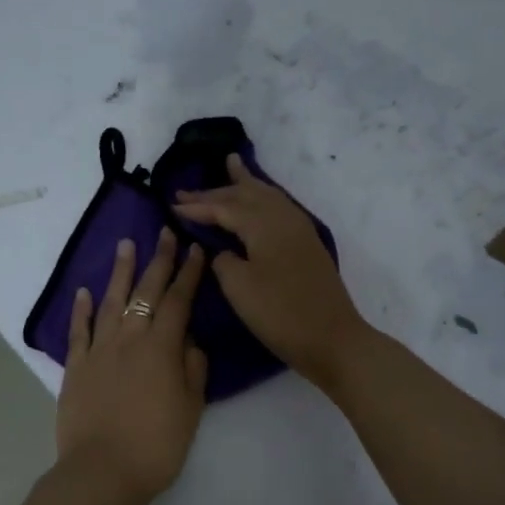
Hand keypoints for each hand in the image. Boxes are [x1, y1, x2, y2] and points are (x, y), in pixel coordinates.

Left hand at [56, 227, 208, 504]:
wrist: (101, 472)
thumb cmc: (156, 446)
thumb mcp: (191, 409)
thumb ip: (193, 369)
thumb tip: (189, 342)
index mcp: (161, 348)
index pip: (178, 301)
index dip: (189, 274)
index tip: (196, 249)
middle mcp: (129, 339)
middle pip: (145, 292)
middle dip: (158, 260)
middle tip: (165, 232)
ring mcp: (98, 351)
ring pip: (110, 301)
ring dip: (120, 272)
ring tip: (126, 245)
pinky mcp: (75, 367)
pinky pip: (78, 330)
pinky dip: (80, 309)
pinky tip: (83, 291)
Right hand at [174, 155, 368, 386]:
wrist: (332, 338)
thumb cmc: (280, 314)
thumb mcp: (239, 288)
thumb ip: (224, 260)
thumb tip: (223, 250)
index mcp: (263, 224)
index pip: (224, 207)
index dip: (197, 207)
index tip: (171, 205)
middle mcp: (282, 217)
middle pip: (246, 195)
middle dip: (216, 191)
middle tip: (187, 190)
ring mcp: (299, 229)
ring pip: (267, 195)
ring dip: (245, 184)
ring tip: (232, 165)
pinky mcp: (307, 244)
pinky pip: (279, 206)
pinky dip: (263, 196)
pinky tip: (261, 199)